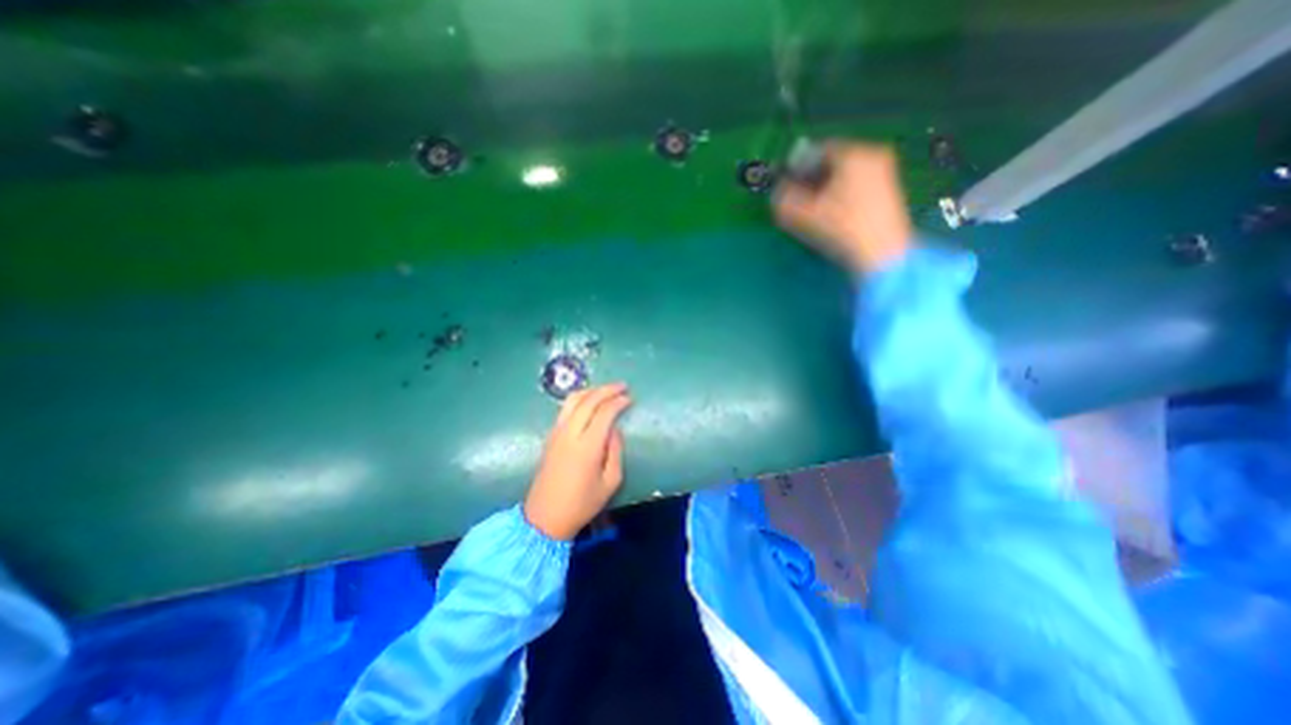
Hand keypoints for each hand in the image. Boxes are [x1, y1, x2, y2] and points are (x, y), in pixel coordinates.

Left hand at [517, 384, 631, 539]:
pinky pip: (565, 408)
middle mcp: (570, 433)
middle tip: (622, 386)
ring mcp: (557, 433)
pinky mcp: (550, 436)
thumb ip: (615, 451)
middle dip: (607, 390)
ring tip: (607, 390)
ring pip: (573, 400)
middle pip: (588, 400)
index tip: (630, 398)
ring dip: (591, 391)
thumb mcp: (610, 482)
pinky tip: (590, 402)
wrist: (544, 517)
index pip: (604, 412)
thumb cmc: (581, 504)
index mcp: (587, 447)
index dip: (618, 402)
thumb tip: (614, 429)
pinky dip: (580, 399)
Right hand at [770, 138, 912, 275]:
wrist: (881, 255)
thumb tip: (777, 191)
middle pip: (833, 161)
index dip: (797, 166)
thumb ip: (784, 198)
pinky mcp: (889, 191)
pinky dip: (841, 194)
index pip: (818, 150)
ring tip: (813, 209)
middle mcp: (872, 155)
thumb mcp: (804, 215)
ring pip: (845, 174)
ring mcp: (884, 173)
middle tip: (797, 197)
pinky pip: (857, 184)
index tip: (785, 183)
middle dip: (812, 178)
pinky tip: (832, 214)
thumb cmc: (841, 229)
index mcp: (853, 154)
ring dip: (825, 188)